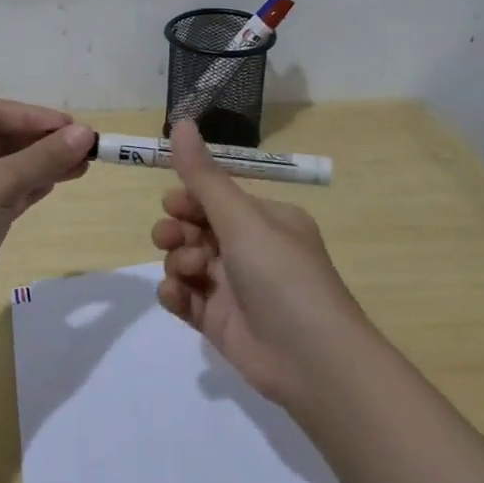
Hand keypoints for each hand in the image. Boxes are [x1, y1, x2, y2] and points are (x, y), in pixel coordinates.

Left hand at [0, 99, 93, 333]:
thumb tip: (85, 134)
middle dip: (40, 141)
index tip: (73, 127)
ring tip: (81, 165)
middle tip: (84, 147)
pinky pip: (2, 193)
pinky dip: (28, 187)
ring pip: (3, 167)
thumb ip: (41, 158)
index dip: (33, 116)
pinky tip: (55, 184)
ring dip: (40, 164)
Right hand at [152, 120, 370, 407]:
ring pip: (188, 261)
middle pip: (198, 227)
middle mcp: (251, 249)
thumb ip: (204, 176)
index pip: (218, 197)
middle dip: (178, 229)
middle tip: (170, 236)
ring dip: (179, 260)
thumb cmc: (282, 275)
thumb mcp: (242, 219)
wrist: (313, 361)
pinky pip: (186, 298)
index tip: (172, 203)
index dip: (190, 197)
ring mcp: (234, 288)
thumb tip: (180, 120)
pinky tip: (176, 296)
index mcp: (267, 219)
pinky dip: (176, 294)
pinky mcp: (220, 322)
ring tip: (189, 270)